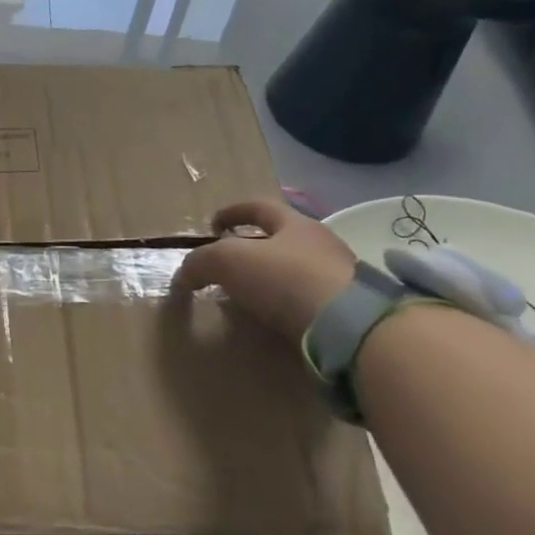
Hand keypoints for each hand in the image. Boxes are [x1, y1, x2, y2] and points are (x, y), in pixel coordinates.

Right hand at [173, 198, 356, 345]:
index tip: (212, 225)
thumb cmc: (285, 279)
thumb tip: (184, 275)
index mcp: (294, 223)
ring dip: (270, 280)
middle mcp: (321, 244)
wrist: (350, 327)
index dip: (232, 212)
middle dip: (252, 249)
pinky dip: (286, 307)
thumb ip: (201, 262)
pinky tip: (273, 320)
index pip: (259, 207)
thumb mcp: (228, 262)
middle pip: (280, 239)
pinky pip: (308, 302)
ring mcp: (340, 278)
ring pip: (295, 271)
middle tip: (227, 267)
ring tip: (247, 298)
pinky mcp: (348, 312)